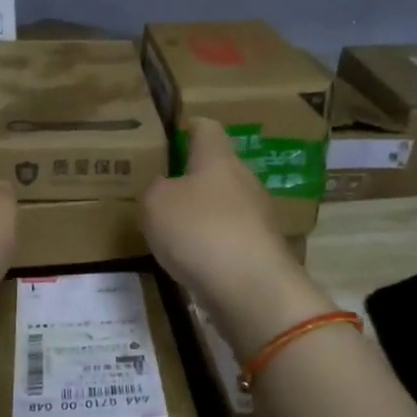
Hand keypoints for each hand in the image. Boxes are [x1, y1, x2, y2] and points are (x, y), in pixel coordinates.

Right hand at [141, 117, 331, 358]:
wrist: (252, 289)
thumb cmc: (200, 230)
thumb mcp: (156, 203)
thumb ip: (155, 188)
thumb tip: (166, 188)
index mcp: (219, 159)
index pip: (207, 128)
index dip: (188, 127)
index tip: (170, 135)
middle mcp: (244, 181)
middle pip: (218, 169)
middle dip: (192, 177)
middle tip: (161, 190)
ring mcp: (258, 218)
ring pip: (225, 205)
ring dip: (202, 214)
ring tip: (172, 230)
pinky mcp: (261, 251)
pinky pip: (230, 238)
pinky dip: (212, 245)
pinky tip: (192, 261)